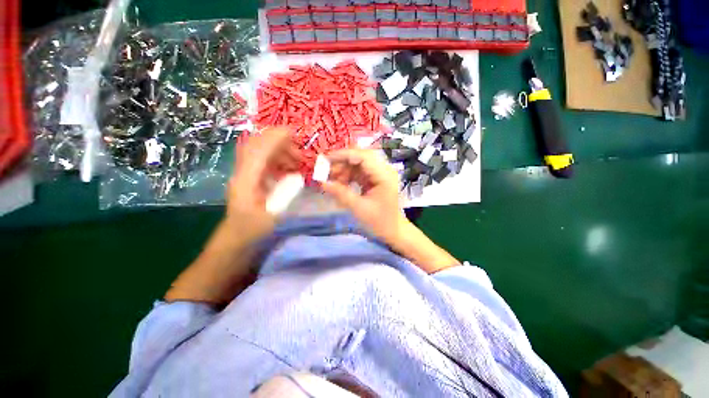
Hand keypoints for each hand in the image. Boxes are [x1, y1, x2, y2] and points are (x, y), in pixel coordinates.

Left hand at [227, 127, 299, 239]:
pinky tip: (289, 169)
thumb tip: (297, 176)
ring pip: (260, 153)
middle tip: (300, 153)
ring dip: (279, 151)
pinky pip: (263, 162)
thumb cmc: (252, 231)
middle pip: (256, 146)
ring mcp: (245, 175)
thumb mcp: (272, 216)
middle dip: (278, 142)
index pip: (258, 151)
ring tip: (297, 161)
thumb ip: (285, 195)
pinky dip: (278, 160)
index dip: (274, 138)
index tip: (293, 133)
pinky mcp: (249, 180)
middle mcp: (242, 173)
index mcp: (246, 180)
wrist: (236, 240)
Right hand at [322, 149, 407, 242]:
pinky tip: (339, 183)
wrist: (393, 230)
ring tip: (331, 180)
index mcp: (384, 175)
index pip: (363, 156)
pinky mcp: (376, 179)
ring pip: (358, 164)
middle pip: (361, 157)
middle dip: (342, 162)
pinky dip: (348, 176)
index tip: (326, 160)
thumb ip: (340, 194)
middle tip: (326, 171)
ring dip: (344, 169)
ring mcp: (380, 173)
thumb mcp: (359, 208)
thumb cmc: (379, 222)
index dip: (343, 155)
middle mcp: (384, 170)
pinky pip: (360, 172)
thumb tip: (321, 182)